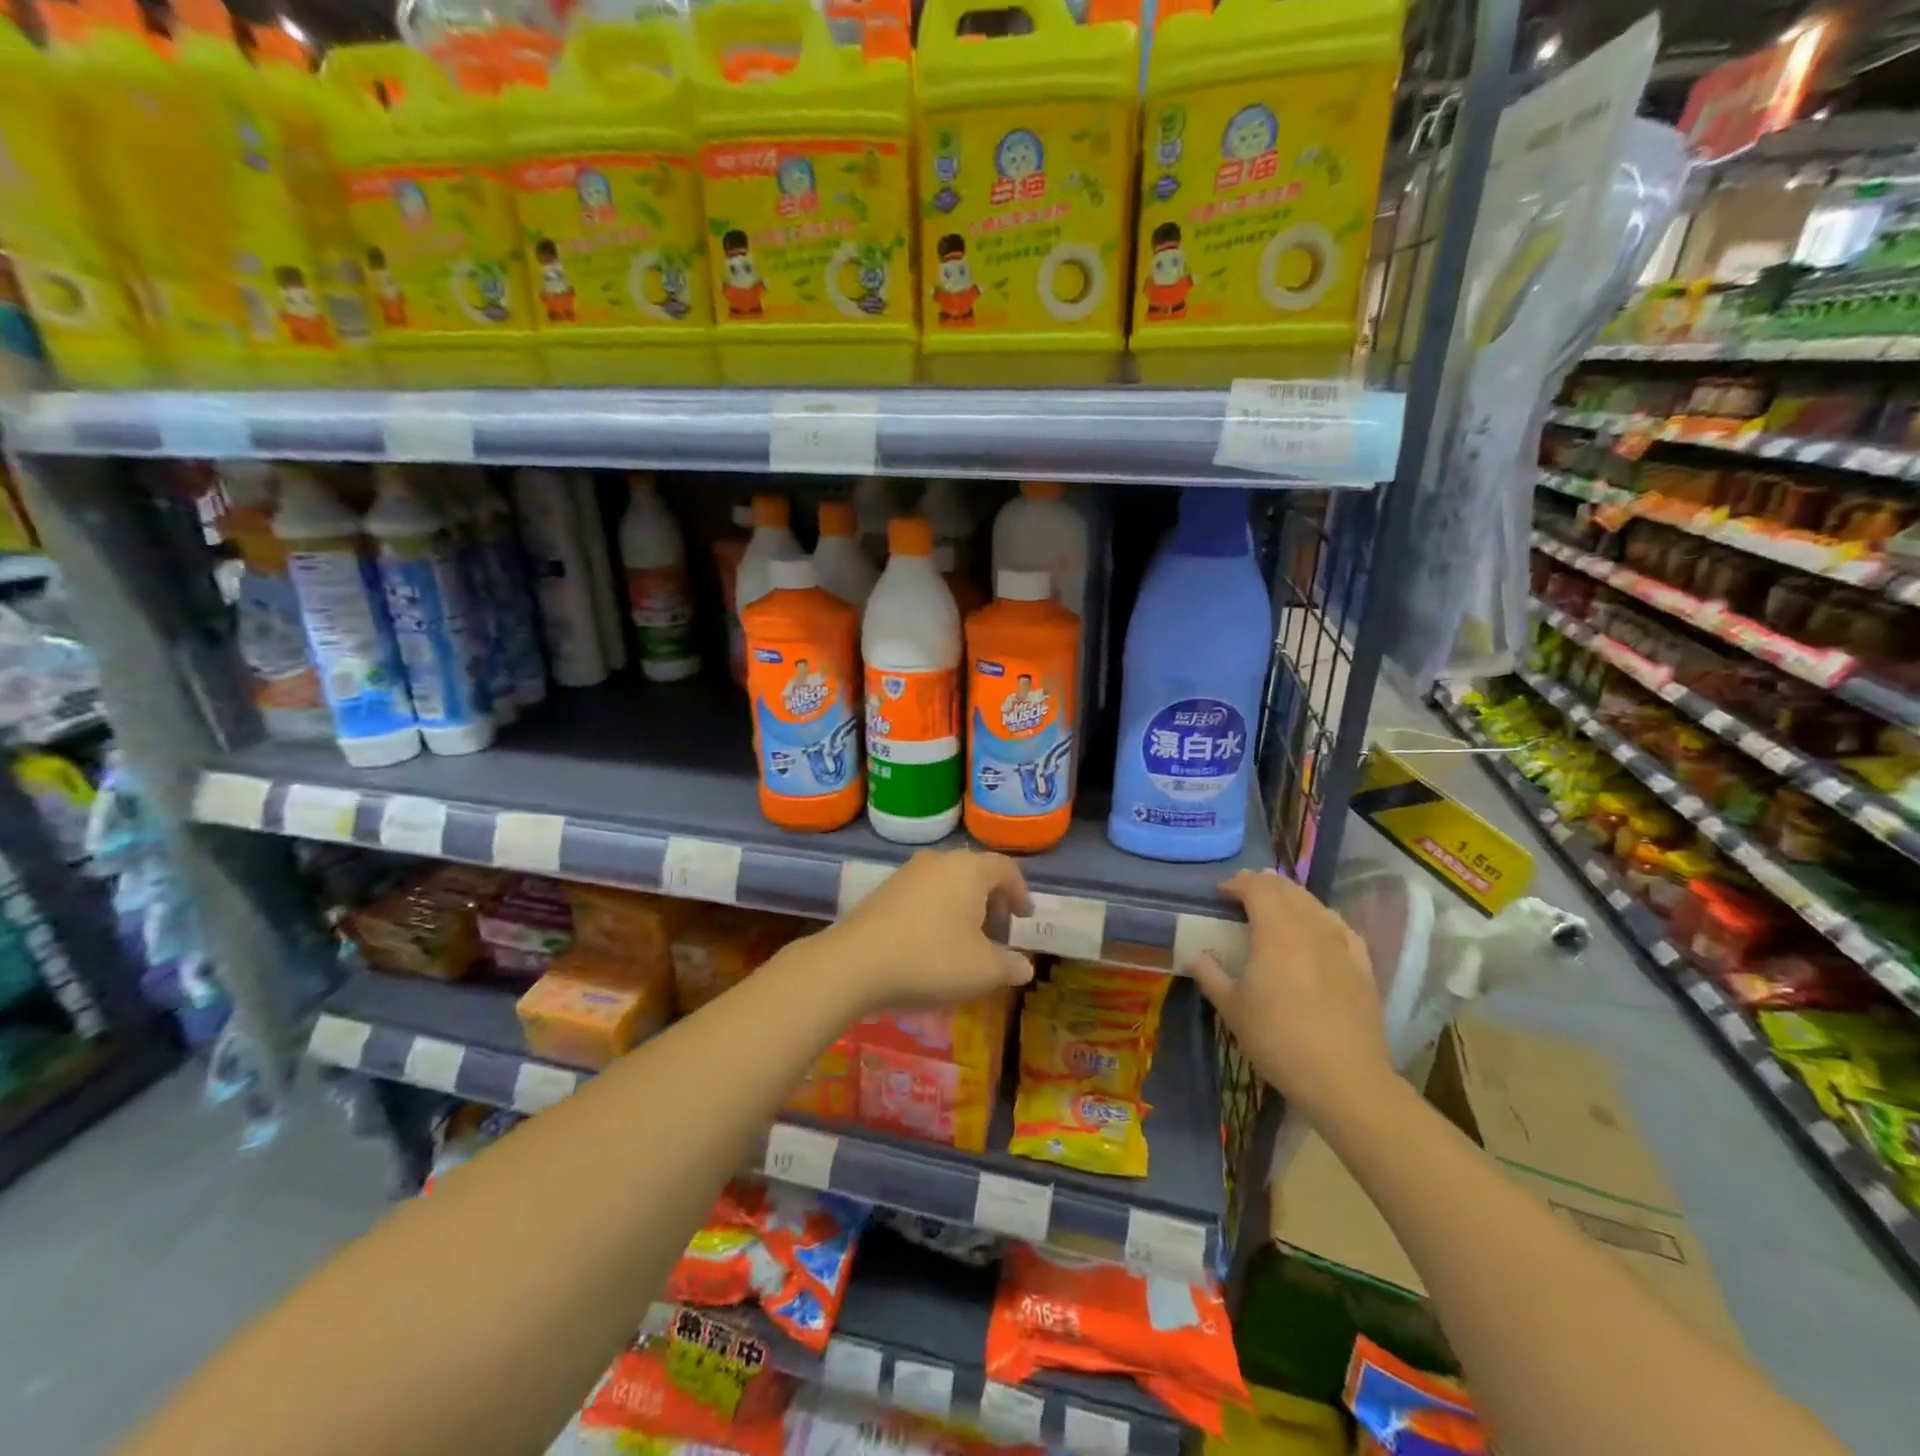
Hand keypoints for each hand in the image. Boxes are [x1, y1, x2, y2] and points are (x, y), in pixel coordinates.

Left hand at [823, 849, 1035, 1012]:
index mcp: (969, 869)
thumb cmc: (931, 959)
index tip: (1024, 917)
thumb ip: (1010, 966)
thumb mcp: (982, 971)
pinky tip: (933, 940)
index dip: (1020, 892)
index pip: (1006, 869)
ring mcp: (908, 872)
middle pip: (975, 872)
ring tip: (966, 938)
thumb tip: (1025, 966)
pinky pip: (924, 893)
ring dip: (963, 904)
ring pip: (948, 881)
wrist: (855, 963)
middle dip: (992, 899)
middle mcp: (940, 861)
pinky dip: (938, 909)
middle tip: (998, 929)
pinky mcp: (884, 889)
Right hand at [1188, 870, 1393, 1122]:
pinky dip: (1321, 918)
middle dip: (1263, 885)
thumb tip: (1194, 955)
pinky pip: (1339, 927)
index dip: (1237, 883)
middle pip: (1287, 890)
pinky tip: (1318, 929)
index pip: (1257, 888)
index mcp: (1276, 932)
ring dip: (1291, 897)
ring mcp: (1341, 945)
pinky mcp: (1362, 965)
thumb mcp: (1232, 1009)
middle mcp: (1310, 928)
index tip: (1221, 893)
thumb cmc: (1278, 1040)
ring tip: (1276, 907)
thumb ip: (1210, 975)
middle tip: (1243, 894)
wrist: (1344, 1079)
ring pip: (1314, 904)